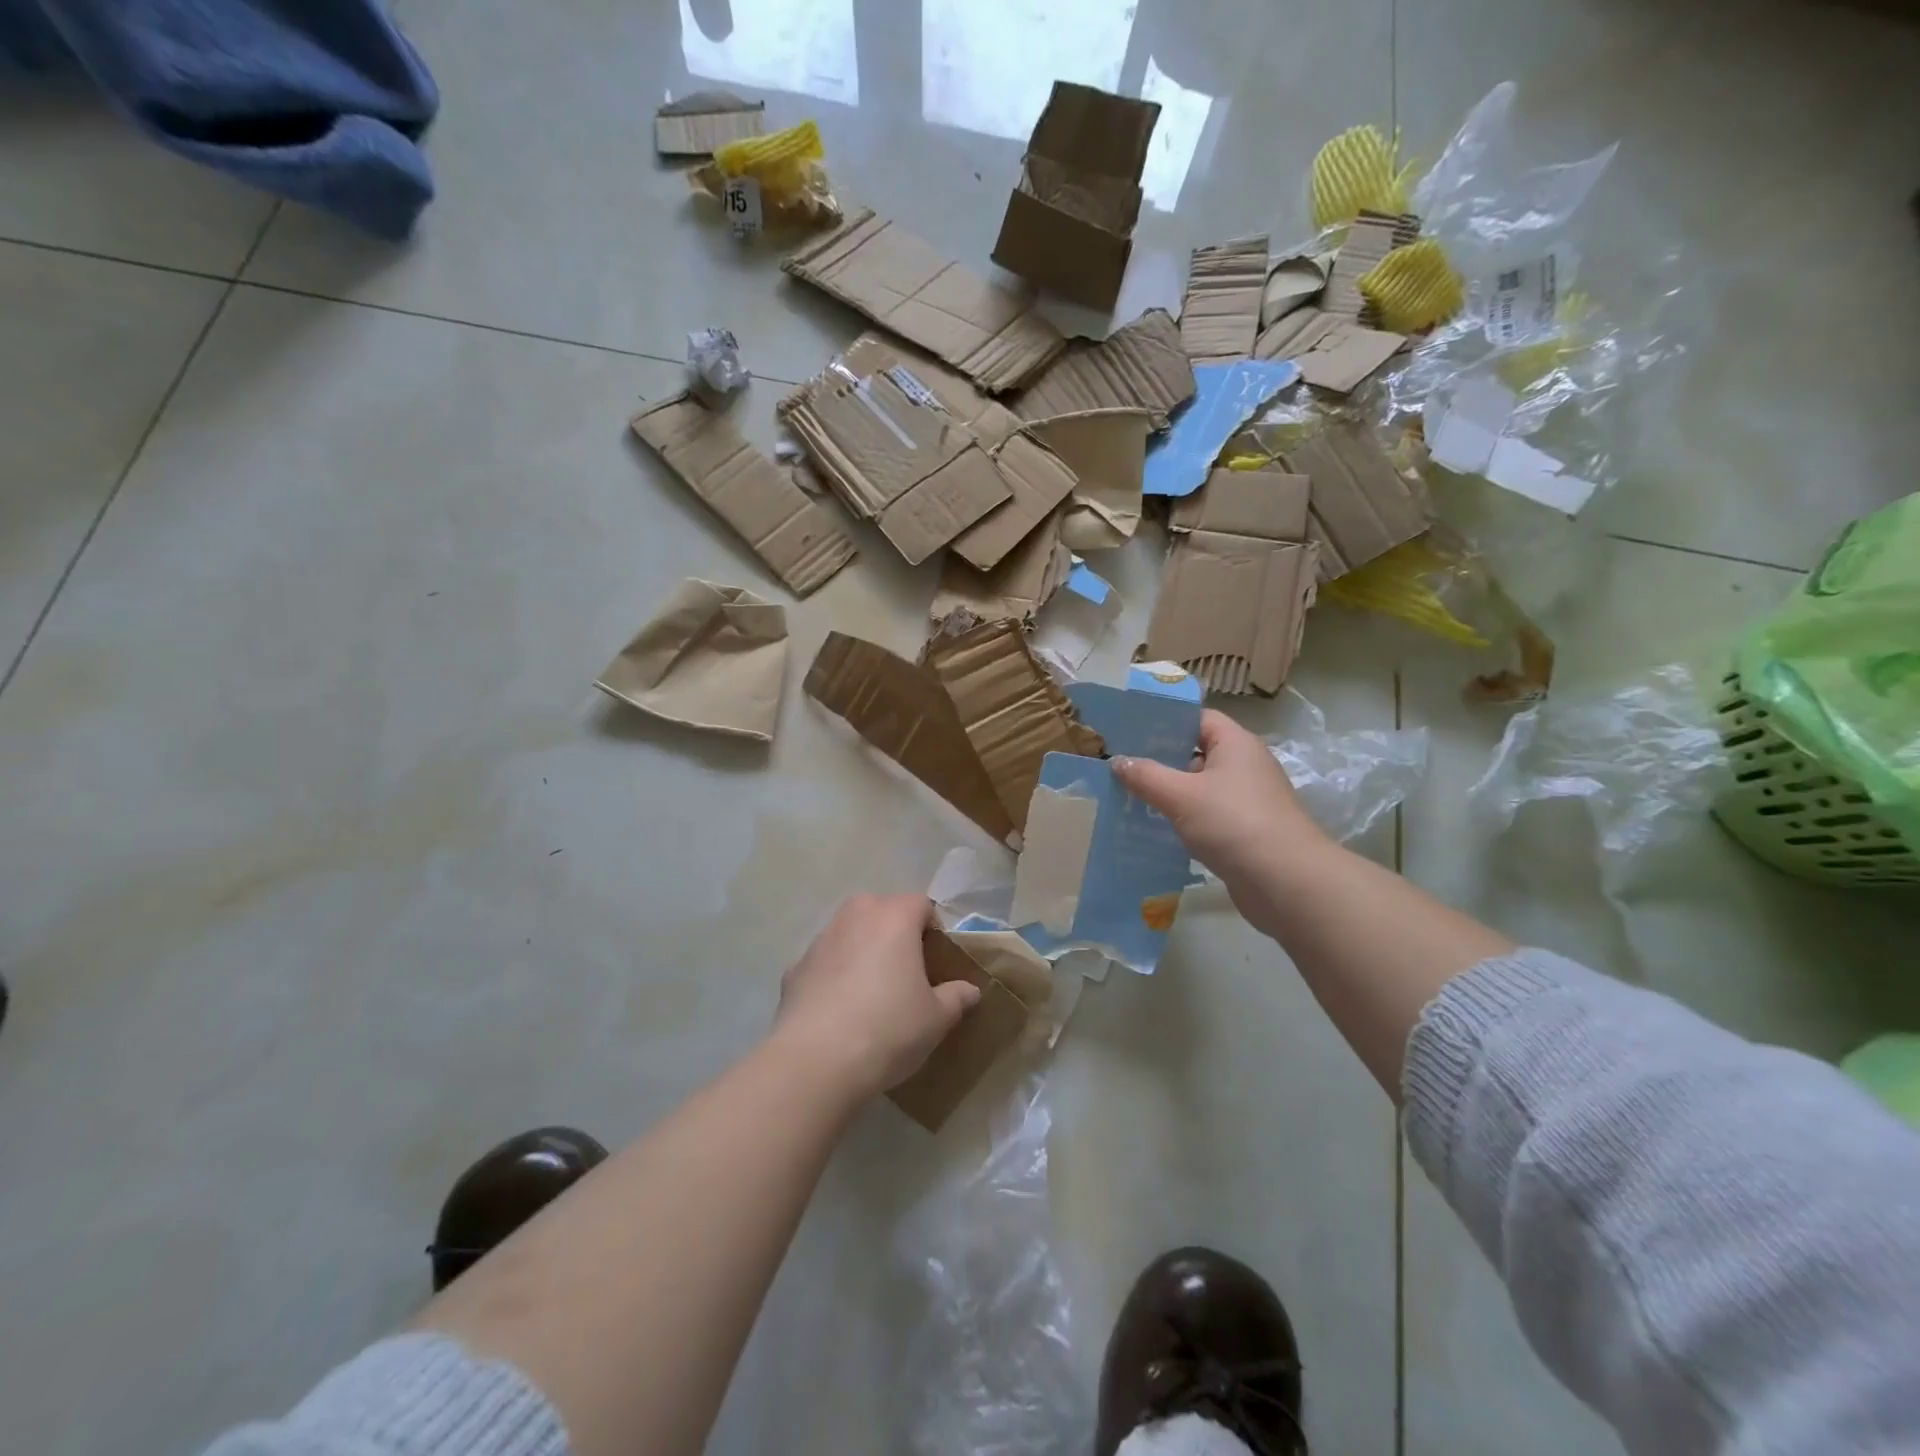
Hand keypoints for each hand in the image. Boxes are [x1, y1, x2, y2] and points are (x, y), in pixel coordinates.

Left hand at [773, 894, 980, 1102]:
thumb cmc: (888, 1029)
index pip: (921, 904)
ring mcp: (820, 940)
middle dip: (895, 934)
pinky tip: (840, 1012)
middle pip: (882, 911)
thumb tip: (969, 990)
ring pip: (850, 934)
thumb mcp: (936, 1019)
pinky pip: (825, 963)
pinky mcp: (794, 968)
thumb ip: (956, 997)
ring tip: (872, 994)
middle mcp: (855, 916)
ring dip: (863, 952)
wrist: (815, 1062)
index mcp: (894, 917)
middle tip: (907, 973)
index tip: (936, 962)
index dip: (933, 929)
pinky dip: (834, 977)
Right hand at [1113, 710, 1329, 894]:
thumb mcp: (1181, 795)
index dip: (1165, 721)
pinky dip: (1183, 818)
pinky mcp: (1245, 830)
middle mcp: (1245, 765)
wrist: (1287, 883)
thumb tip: (1117, 761)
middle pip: (1197, 751)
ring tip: (1129, 796)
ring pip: (1200, 786)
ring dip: (1169, 791)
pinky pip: (1207, 814)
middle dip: (1160, 759)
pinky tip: (1155, 827)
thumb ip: (1146, 775)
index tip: (1130, 731)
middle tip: (1121, 765)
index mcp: (1236, 744)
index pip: (1198, 718)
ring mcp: (1248, 800)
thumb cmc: (1234, 824)